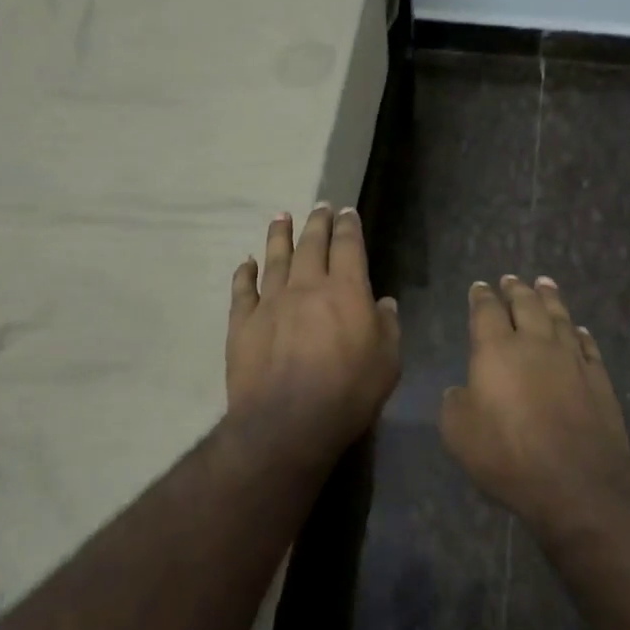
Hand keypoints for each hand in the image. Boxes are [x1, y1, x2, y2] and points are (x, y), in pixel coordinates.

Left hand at [226, 204, 400, 463]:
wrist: (286, 423)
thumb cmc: (347, 394)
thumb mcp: (387, 364)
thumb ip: (387, 327)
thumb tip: (383, 303)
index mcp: (345, 290)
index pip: (348, 246)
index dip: (348, 226)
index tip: (346, 212)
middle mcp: (307, 286)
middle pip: (311, 244)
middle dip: (317, 222)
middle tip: (319, 206)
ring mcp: (271, 302)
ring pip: (275, 258)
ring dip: (279, 235)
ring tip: (281, 216)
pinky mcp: (243, 322)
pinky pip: (243, 289)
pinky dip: (244, 273)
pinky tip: (246, 262)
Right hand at [441, 276, 629, 532]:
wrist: (578, 481)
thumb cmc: (509, 455)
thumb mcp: (460, 435)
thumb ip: (455, 404)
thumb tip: (461, 391)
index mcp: (496, 350)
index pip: (486, 311)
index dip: (481, 297)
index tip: (480, 287)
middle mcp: (535, 342)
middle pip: (525, 304)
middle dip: (516, 289)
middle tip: (511, 279)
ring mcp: (571, 358)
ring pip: (559, 316)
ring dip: (550, 297)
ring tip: (545, 283)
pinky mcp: (598, 378)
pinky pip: (587, 345)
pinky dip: (580, 333)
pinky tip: (579, 329)